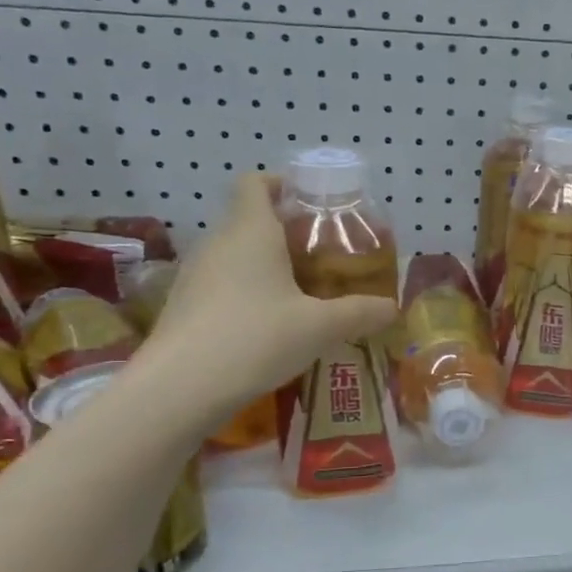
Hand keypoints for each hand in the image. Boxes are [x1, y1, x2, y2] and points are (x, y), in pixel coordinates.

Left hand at [135, 172, 398, 434]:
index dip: (282, 184)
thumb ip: (360, 313)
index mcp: (251, 231)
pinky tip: (267, 326)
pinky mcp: (184, 306)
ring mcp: (195, 275)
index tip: (311, 204)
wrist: (179, 389)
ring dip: (265, 265)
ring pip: (235, 255)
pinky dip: (246, 292)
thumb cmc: (256, 338)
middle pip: (250, 220)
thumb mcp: (320, 327)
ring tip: (300, 294)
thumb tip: (392, 308)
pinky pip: (221, 284)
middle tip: (322, 258)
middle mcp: (218, 243)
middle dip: (286, 233)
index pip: (256, 183)